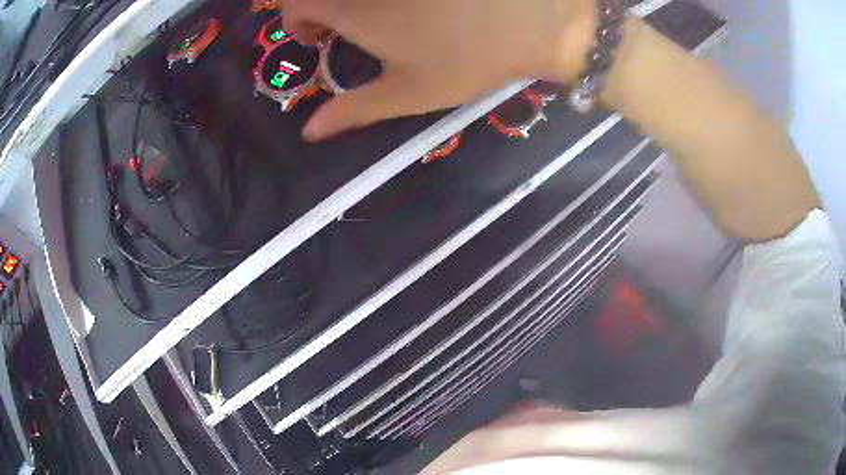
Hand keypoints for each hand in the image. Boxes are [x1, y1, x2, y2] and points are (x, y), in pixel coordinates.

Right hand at [283, 0, 595, 140]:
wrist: (532, 19)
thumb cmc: (469, 58)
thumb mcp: (409, 92)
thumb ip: (354, 110)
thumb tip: (309, 133)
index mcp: (354, 10)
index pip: (296, 3)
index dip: (296, 22)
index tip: (317, 41)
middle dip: (316, 9)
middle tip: (339, 28)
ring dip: (346, 2)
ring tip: (371, 17)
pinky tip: (401, 5)